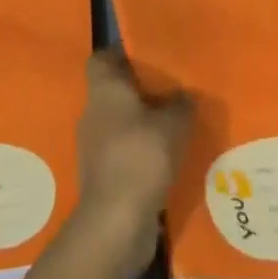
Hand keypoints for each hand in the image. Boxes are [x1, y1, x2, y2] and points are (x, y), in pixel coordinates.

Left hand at [73, 49, 193, 275]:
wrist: (115, 224)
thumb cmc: (141, 156)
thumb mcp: (174, 123)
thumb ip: (181, 104)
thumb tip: (185, 95)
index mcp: (104, 89)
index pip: (101, 58)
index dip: (120, 55)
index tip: (146, 58)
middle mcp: (93, 113)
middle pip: (112, 92)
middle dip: (138, 92)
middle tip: (169, 92)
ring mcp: (93, 148)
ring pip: (118, 125)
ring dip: (140, 126)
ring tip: (172, 128)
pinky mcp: (101, 178)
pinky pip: (122, 155)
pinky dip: (139, 155)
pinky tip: (164, 162)